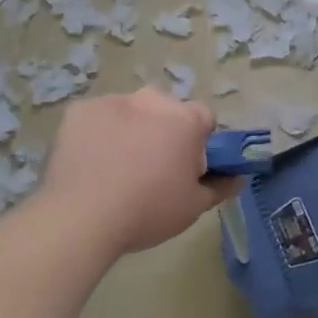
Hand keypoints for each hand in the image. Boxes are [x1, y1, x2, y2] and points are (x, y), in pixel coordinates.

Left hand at [38, 90, 228, 256]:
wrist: (81, 218)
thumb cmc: (147, 211)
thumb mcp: (194, 207)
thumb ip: (221, 186)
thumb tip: (237, 176)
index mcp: (186, 118)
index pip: (204, 119)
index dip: (198, 143)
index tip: (186, 168)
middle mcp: (153, 100)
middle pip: (167, 111)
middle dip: (164, 132)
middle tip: (151, 170)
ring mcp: (114, 101)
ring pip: (131, 111)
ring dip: (131, 129)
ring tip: (115, 168)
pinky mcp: (80, 110)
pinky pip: (98, 118)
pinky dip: (98, 133)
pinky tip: (90, 162)